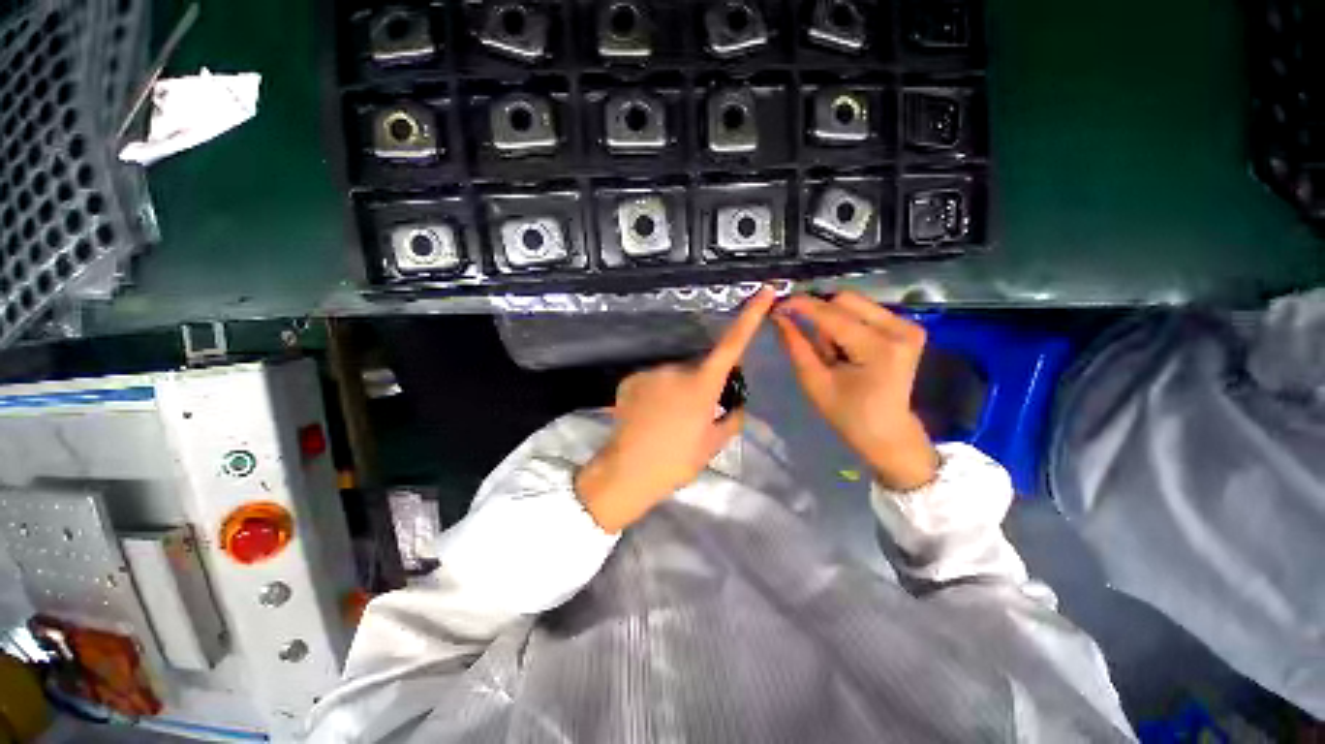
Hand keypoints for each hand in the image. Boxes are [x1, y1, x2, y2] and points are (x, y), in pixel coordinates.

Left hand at [575, 287, 776, 532]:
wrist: (627, 472)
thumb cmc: (676, 461)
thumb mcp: (712, 445)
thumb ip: (731, 421)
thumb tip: (737, 407)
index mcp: (703, 385)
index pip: (732, 344)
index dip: (750, 316)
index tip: (764, 291)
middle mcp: (677, 369)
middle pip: (698, 369)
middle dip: (700, 385)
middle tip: (692, 417)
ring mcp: (651, 372)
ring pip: (673, 376)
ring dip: (675, 390)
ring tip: (666, 421)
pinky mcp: (630, 379)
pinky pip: (652, 380)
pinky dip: (655, 393)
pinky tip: (648, 417)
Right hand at [772, 292, 938, 490]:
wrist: (887, 432)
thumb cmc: (847, 414)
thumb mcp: (814, 382)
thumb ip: (796, 346)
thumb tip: (780, 317)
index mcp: (878, 348)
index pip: (832, 314)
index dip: (801, 305)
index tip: (777, 305)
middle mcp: (899, 329)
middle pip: (845, 299)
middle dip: (819, 313)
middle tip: (807, 337)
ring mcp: (908, 326)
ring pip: (855, 303)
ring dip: (833, 319)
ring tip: (830, 349)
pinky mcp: (908, 327)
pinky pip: (866, 310)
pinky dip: (847, 322)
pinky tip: (845, 346)